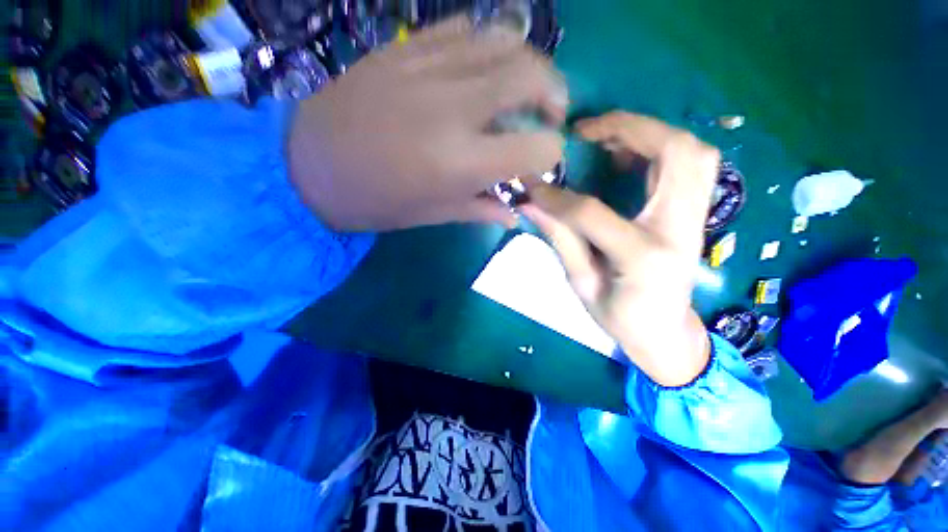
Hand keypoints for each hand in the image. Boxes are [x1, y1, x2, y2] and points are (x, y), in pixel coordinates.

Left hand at [288, 17, 566, 231]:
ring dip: (529, 63)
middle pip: (532, 76)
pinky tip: (485, 68)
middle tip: (549, 114)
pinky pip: (466, 29)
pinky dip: (490, 45)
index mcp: (462, 162)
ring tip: (525, 87)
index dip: (550, 155)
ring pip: (505, 40)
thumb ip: (481, 210)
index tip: (542, 163)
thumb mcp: (434, 215)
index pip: (538, 147)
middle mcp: (454, 108)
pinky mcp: (406, 46)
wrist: (309, 164)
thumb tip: (515, 214)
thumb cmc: (376, 201)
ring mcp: (428, 67)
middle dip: (555, 94)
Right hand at [521, 112, 719, 386]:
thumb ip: (560, 240)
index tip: (532, 184)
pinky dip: (660, 147)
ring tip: (605, 138)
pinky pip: (691, 164)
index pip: (594, 213)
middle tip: (586, 133)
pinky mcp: (695, 214)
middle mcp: (680, 230)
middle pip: (675, 155)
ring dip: (649, 132)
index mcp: (644, 258)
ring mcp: (696, 219)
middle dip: (629, 129)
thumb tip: (530, 204)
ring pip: (692, 152)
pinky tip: (627, 155)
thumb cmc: (621, 319)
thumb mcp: (582, 285)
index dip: (557, 197)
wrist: (665, 333)